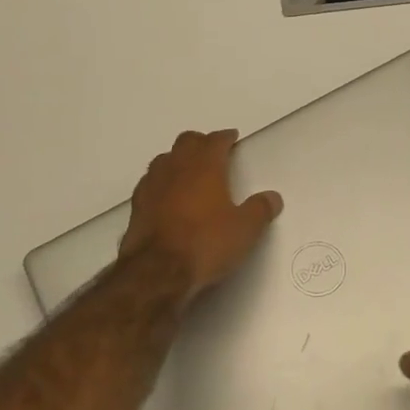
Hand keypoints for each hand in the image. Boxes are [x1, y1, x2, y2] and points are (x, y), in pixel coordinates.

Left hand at [119, 130, 282, 300]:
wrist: (157, 272)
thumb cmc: (206, 243)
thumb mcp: (245, 230)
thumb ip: (260, 210)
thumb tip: (273, 197)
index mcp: (204, 166)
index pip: (215, 140)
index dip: (225, 137)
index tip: (231, 138)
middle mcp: (176, 167)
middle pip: (186, 142)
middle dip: (200, 143)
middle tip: (211, 151)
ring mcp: (152, 184)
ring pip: (164, 159)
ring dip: (178, 159)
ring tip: (188, 171)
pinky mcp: (136, 205)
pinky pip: (150, 182)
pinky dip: (162, 182)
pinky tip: (167, 196)